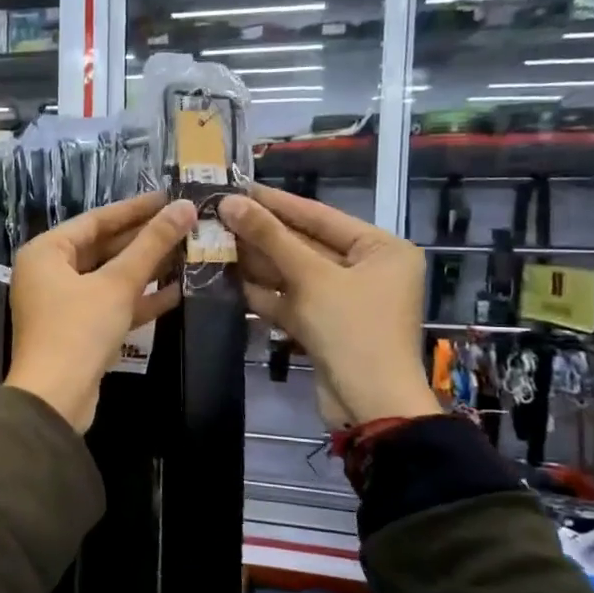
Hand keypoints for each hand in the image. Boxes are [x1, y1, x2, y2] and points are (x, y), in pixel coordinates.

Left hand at [5, 191, 195, 432]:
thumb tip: (184, 207)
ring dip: (146, 269)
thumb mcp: (117, 283)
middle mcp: (49, 273)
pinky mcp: (78, 331)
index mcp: (46, 252)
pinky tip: (177, 291)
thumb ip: (151, 245)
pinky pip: (111, 305)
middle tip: (185, 225)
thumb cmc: (78, 330)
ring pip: (109, 278)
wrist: (55, 398)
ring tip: (188, 253)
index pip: (96, 219)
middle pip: (103, 247)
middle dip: (144, 240)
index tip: (170, 197)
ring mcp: (63, 304)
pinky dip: (138, 299)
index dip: (135, 209)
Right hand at [220, 186, 439, 428]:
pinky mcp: (322, 326)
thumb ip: (270, 238)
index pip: (320, 216)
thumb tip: (228, 202)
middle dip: (262, 234)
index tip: (237, 187)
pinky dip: (263, 291)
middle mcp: (366, 270)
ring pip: (293, 273)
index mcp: (380, 249)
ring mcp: (343, 300)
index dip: (276, 202)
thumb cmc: (352, 330)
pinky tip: (227, 277)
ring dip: (256, 261)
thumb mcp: (311, 278)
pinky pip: (290, 299)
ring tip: (213, 240)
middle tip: (217, 215)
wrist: (369, 405)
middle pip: (305, 244)